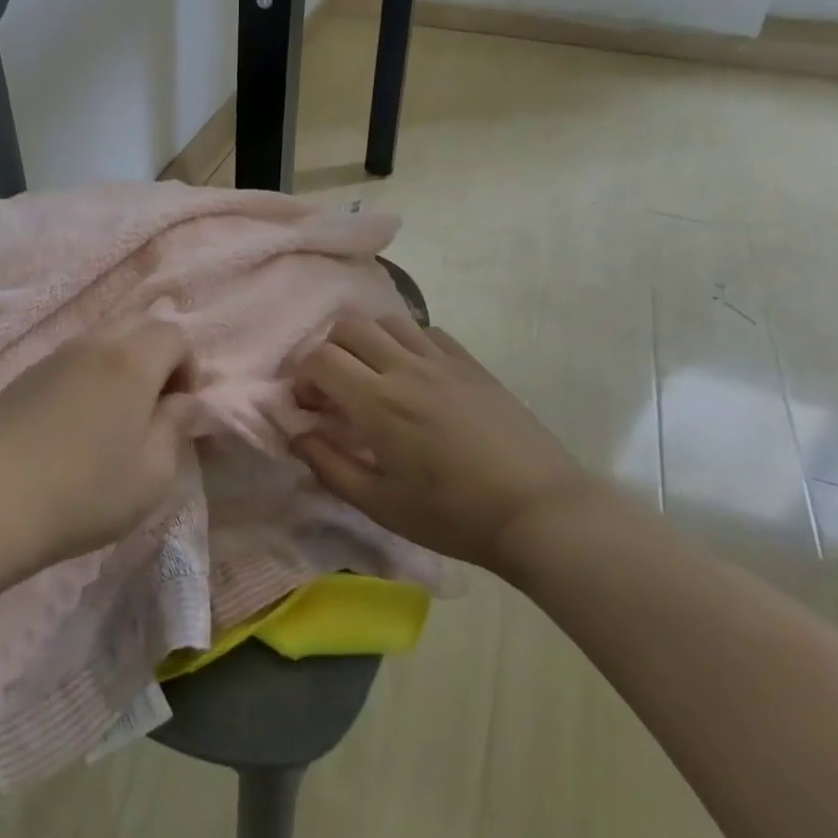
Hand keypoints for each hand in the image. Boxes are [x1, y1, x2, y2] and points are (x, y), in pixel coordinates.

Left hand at [0, 319, 190, 582]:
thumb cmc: (82, 494)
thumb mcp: (151, 476)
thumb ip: (175, 428)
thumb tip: (183, 401)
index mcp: (130, 360)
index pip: (175, 334)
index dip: (188, 367)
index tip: (178, 411)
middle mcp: (92, 344)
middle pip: (138, 324)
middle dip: (156, 357)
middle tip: (151, 408)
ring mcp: (52, 356)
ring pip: (102, 340)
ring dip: (121, 365)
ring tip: (113, 419)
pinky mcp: (23, 376)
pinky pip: (71, 360)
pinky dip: (88, 376)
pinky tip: (73, 425)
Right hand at [292, 315, 592, 575]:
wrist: (538, 511)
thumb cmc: (453, 516)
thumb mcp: (380, 504)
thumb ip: (329, 466)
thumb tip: (298, 435)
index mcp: (378, 403)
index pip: (321, 359)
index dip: (304, 377)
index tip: (311, 406)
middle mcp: (405, 368)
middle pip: (349, 327)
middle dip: (329, 351)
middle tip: (337, 388)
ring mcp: (442, 360)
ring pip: (388, 321)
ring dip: (367, 341)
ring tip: (374, 375)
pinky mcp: (471, 364)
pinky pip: (428, 331)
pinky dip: (407, 342)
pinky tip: (415, 374)